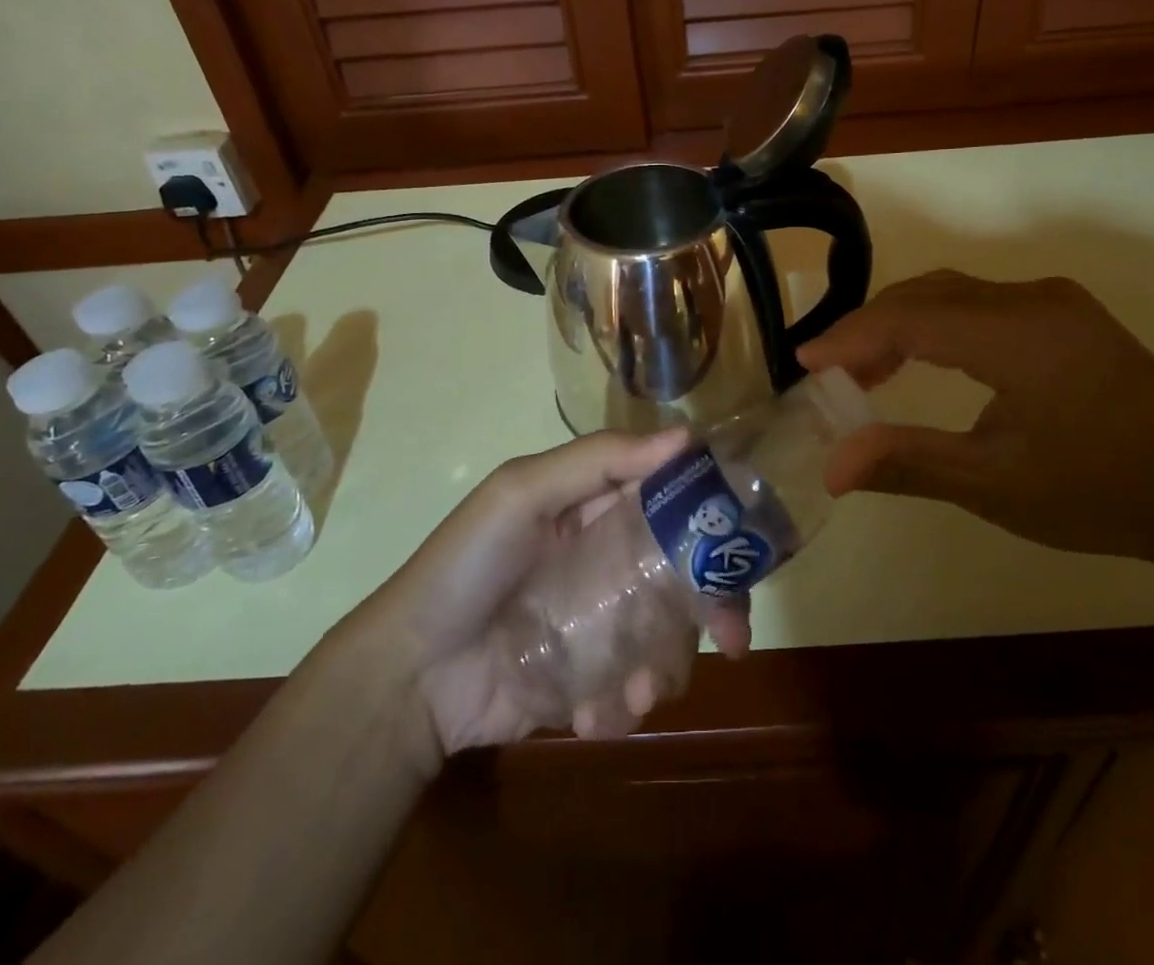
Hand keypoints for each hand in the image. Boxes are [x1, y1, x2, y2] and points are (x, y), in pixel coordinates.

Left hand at [355, 431, 749, 756]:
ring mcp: (602, 623)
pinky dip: (621, 706)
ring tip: (634, 694)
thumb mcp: (521, 494)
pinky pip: (630, 690)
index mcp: (598, 507)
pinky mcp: (590, 679)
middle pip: (685, 572)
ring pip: (668, 636)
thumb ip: (598, 460)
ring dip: (665, 667)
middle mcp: (609, 560)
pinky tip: (591, 716)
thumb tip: (685, 436)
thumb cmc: (466, 566)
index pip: (671, 498)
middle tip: (732, 637)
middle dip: (715, 605)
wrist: (410, 675)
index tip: (744, 542)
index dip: (713, 515)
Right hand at [797, 270, 1153, 565]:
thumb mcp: (995, 484)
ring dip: (902, 323)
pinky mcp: (1063, 313)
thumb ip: (907, 462)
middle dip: (870, 328)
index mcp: (1017, 334)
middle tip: (830, 372)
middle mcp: (1032, 298)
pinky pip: (980, 303)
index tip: (804, 362)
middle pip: (926, 294)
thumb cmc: (1101, 493)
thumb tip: (831, 466)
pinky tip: (922, 359)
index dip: (850, 336)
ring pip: (951, 293)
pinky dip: (937, 325)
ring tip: (866, 371)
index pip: (910, 318)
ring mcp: (1052, 300)